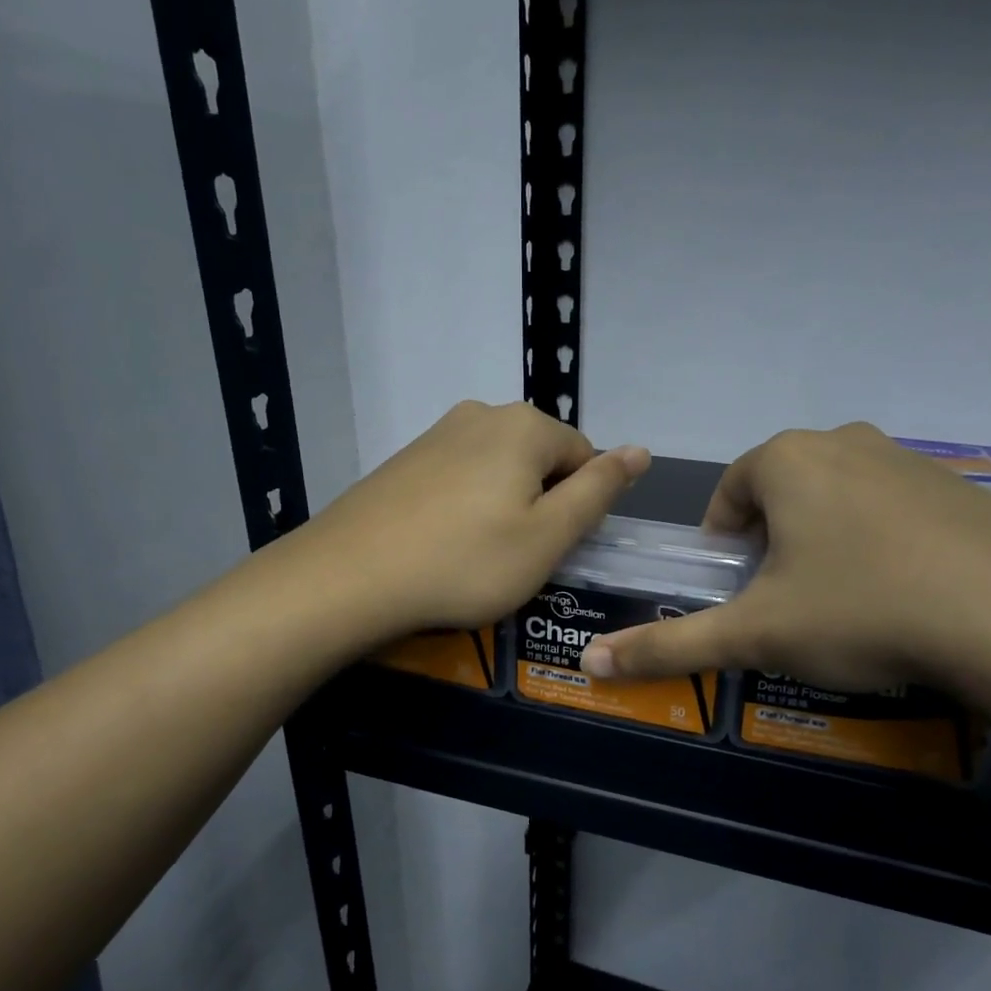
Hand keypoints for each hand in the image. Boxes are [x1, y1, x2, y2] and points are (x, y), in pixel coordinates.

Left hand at [282, 400, 650, 643]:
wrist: (348, 577)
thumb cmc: (465, 562)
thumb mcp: (548, 536)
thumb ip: (599, 490)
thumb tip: (641, 450)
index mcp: (525, 425)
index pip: (585, 458)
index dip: (579, 509)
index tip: (553, 550)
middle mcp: (482, 413)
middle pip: (541, 461)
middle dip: (541, 505)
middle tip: (517, 558)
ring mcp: (437, 433)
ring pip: (498, 471)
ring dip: (503, 509)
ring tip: (478, 557)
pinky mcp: (405, 459)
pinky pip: (459, 479)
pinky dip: (465, 509)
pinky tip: (443, 545)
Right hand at [577, 423, 990, 707]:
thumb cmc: (862, 612)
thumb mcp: (756, 635)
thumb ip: (669, 647)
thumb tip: (590, 664)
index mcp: (787, 460)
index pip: (730, 493)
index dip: (724, 545)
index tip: (739, 591)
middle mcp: (846, 442)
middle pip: (784, 493)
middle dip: (774, 545)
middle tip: (788, 604)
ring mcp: (912, 460)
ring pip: (842, 500)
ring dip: (828, 544)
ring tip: (847, 607)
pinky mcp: (965, 489)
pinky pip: (898, 512)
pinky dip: (885, 546)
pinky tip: (908, 598)